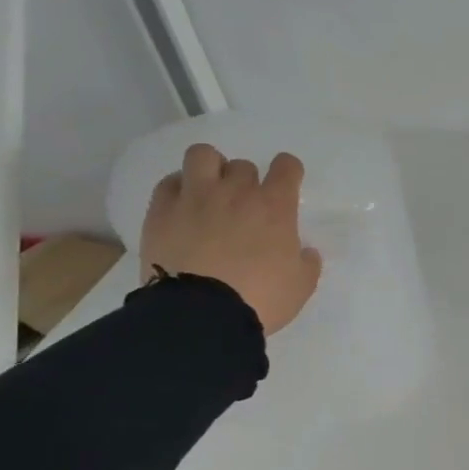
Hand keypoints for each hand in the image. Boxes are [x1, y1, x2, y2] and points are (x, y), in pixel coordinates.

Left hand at [139, 144, 323, 334]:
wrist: (202, 314)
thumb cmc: (261, 299)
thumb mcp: (301, 286)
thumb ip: (306, 262)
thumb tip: (304, 252)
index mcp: (275, 207)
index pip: (286, 166)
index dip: (288, 172)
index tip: (286, 185)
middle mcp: (236, 192)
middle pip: (243, 166)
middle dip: (247, 182)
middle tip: (244, 207)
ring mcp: (196, 197)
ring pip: (202, 155)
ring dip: (210, 169)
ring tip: (209, 192)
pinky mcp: (161, 211)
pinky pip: (170, 183)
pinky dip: (179, 189)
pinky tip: (183, 208)